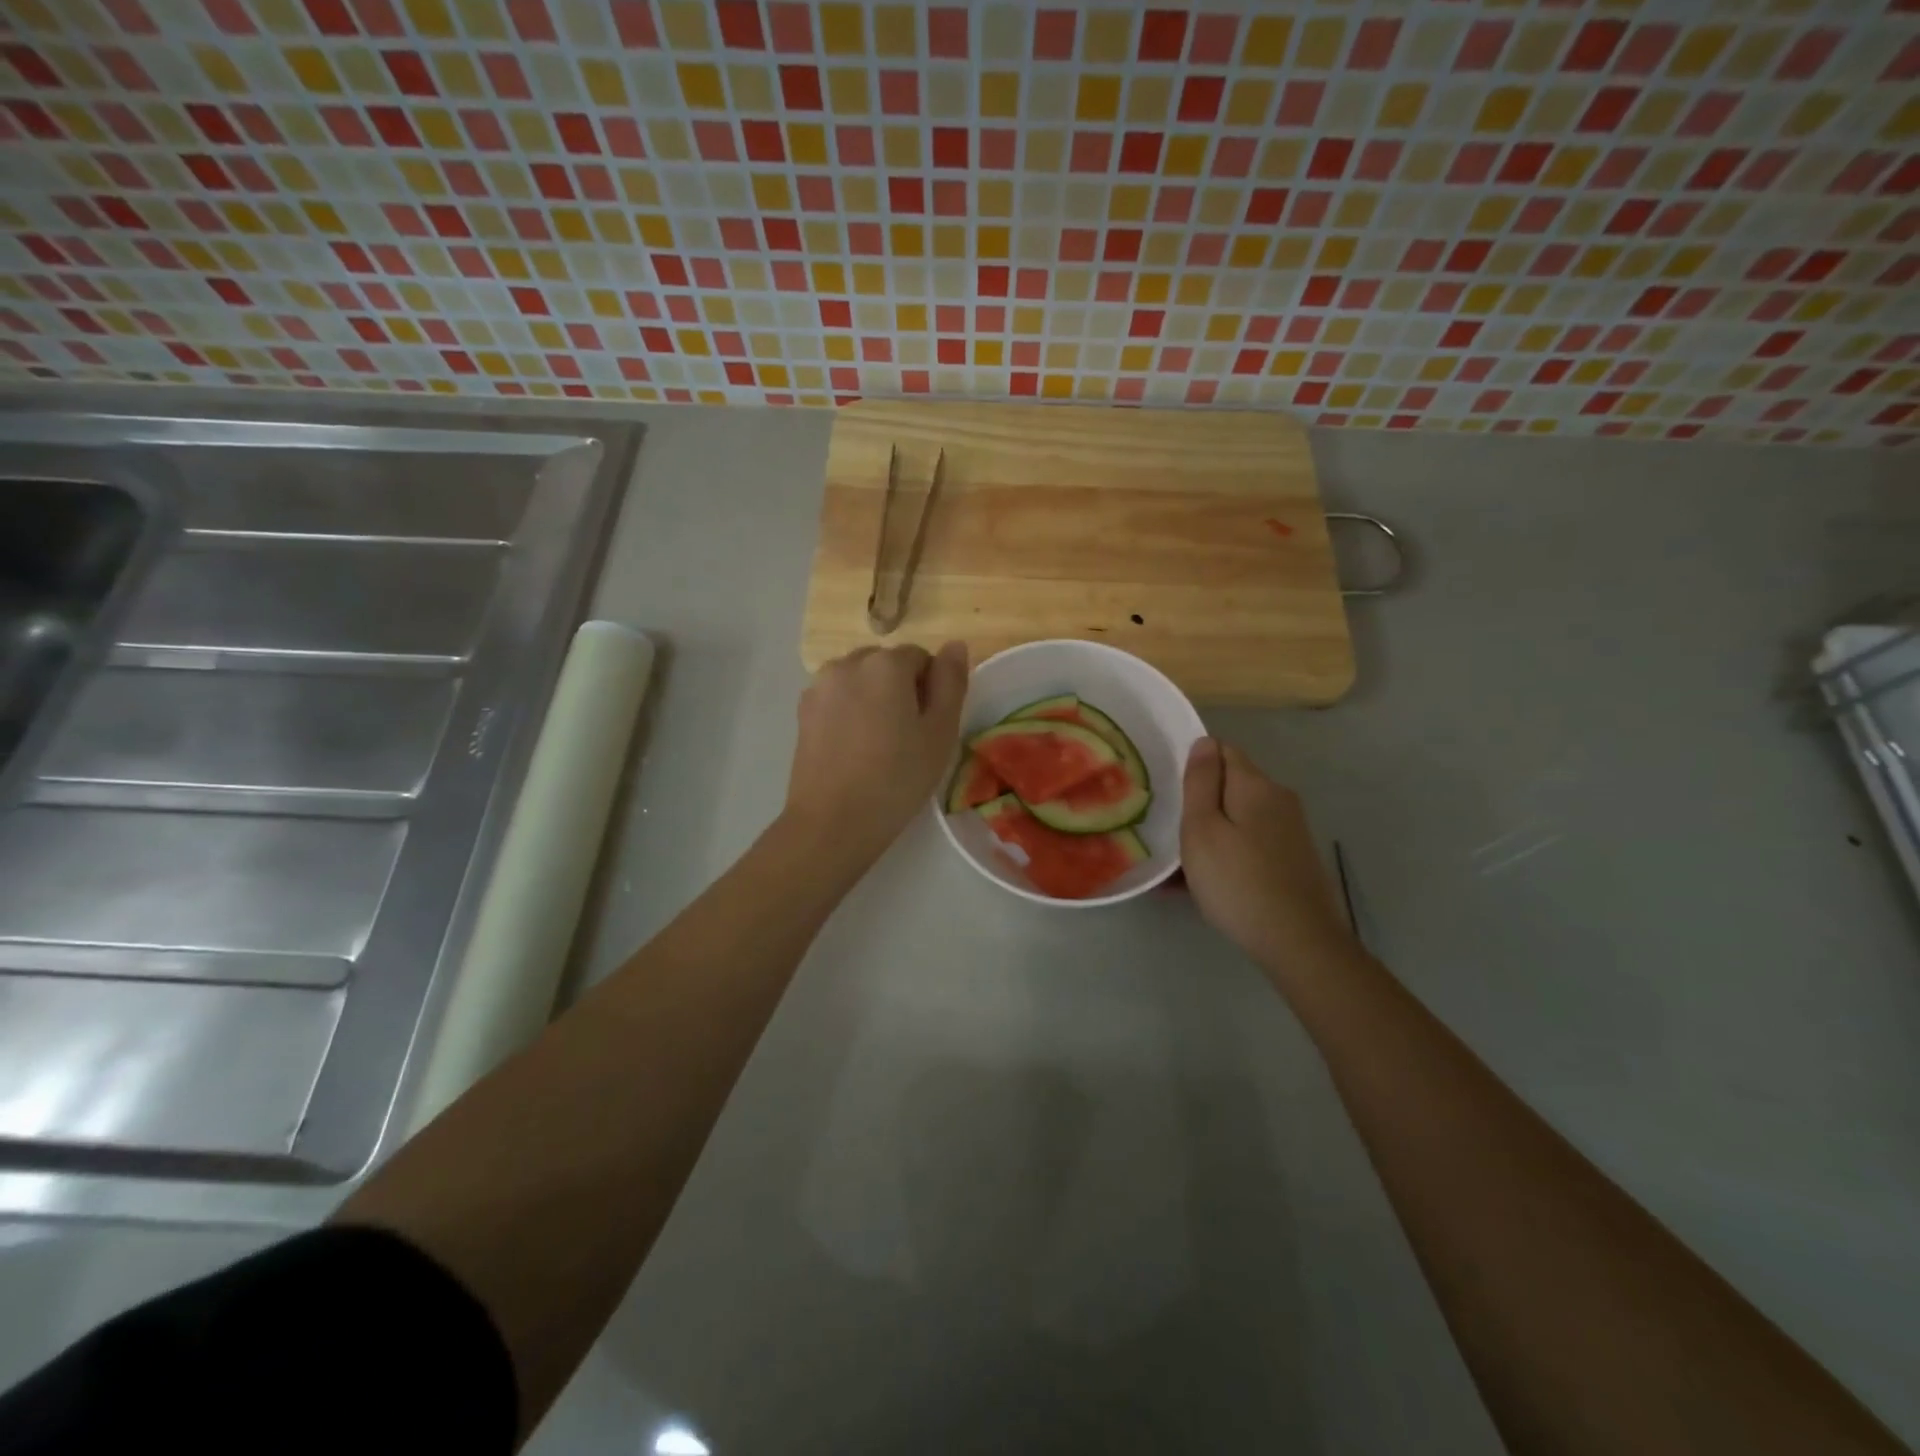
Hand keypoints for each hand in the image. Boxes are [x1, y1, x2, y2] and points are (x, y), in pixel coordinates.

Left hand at [784, 642, 968, 865]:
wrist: (833, 822)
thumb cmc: (897, 778)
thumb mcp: (940, 732)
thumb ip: (951, 682)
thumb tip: (955, 645)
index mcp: (886, 664)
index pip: (921, 658)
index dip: (931, 690)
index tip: (928, 727)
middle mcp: (848, 663)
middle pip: (887, 664)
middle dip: (900, 689)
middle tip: (906, 737)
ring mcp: (820, 686)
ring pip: (860, 680)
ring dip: (873, 698)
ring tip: (877, 743)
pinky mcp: (803, 711)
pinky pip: (837, 698)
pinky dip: (849, 712)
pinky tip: (853, 749)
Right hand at [1180, 738, 1354, 974]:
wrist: (1299, 942)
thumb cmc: (1238, 881)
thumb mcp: (1202, 829)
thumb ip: (1200, 782)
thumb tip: (1204, 741)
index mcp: (1256, 785)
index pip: (1222, 750)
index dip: (1193, 765)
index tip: (1169, 792)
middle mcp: (1279, 799)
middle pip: (1231, 786)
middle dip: (1200, 804)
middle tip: (1169, 832)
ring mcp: (1291, 831)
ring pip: (1239, 819)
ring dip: (1211, 834)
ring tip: (1180, 866)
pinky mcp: (1294, 860)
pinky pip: (1251, 844)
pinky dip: (1228, 855)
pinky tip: (1208, 884)